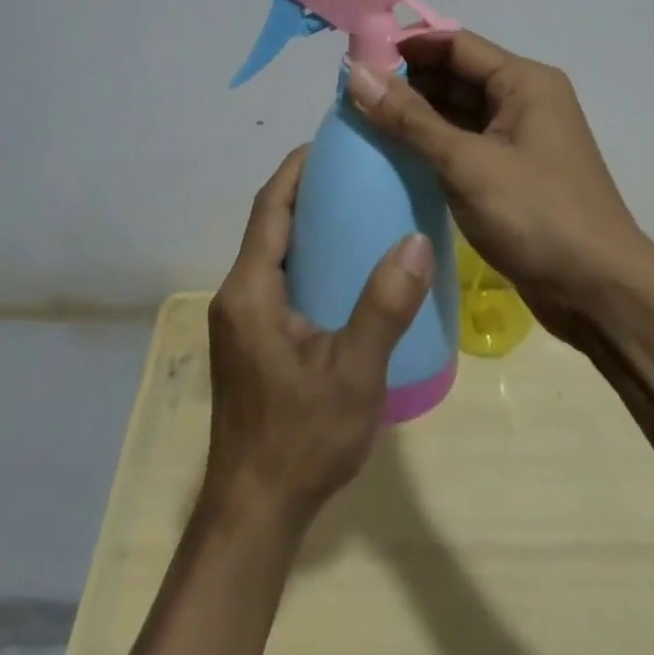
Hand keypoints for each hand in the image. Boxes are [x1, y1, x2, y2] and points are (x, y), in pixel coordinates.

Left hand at [203, 147, 435, 529]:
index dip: (296, 168)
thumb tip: (417, 241)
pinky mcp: (249, 339)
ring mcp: (240, 318)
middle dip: (303, 189)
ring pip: (270, 251)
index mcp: (251, 289)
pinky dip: (303, 255)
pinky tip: (340, 267)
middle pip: (268, 223)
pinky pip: (274, 277)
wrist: (255, 513)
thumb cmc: (301, 439)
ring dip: (303, 222)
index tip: (331, 141)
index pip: (269, 207)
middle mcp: (237, 294)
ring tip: (354, 207)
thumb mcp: (354, 373)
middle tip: (354, 170)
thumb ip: (384, 307)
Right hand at [346, 31, 653, 343]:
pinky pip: (465, 144)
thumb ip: (409, 118)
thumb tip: (356, 74)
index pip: (455, 44)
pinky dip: (432, 144)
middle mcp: (524, 100)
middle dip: (407, 81)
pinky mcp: (513, 173)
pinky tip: (394, 153)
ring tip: (362, 119)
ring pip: (458, 112)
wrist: (601, 294)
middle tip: (352, 93)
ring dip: (416, 114)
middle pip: (456, 75)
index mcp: (524, 82)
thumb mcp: (466, 163)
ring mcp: (520, 139)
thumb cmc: (537, 215)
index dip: (407, 46)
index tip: (358, 58)